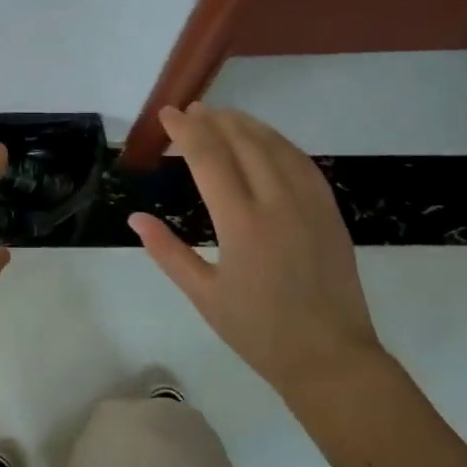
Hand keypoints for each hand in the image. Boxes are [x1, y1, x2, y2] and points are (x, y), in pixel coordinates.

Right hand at [130, 104, 383, 399]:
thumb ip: (167, 252)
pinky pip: (303, 163)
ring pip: (276, 147)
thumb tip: (135, 218)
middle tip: (192, 109)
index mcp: (242, 224)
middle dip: (214, 120)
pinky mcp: (330, 212)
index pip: (209, 159)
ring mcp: (310, 205)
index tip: (168, 114)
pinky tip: (267, 140)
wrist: (330, 358)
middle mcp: (277, 204)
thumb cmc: (259, 332)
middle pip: (243, 143)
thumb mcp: (204, 296)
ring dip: (247, 125)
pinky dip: (280, 143)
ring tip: (224, 114)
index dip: (186, 131)